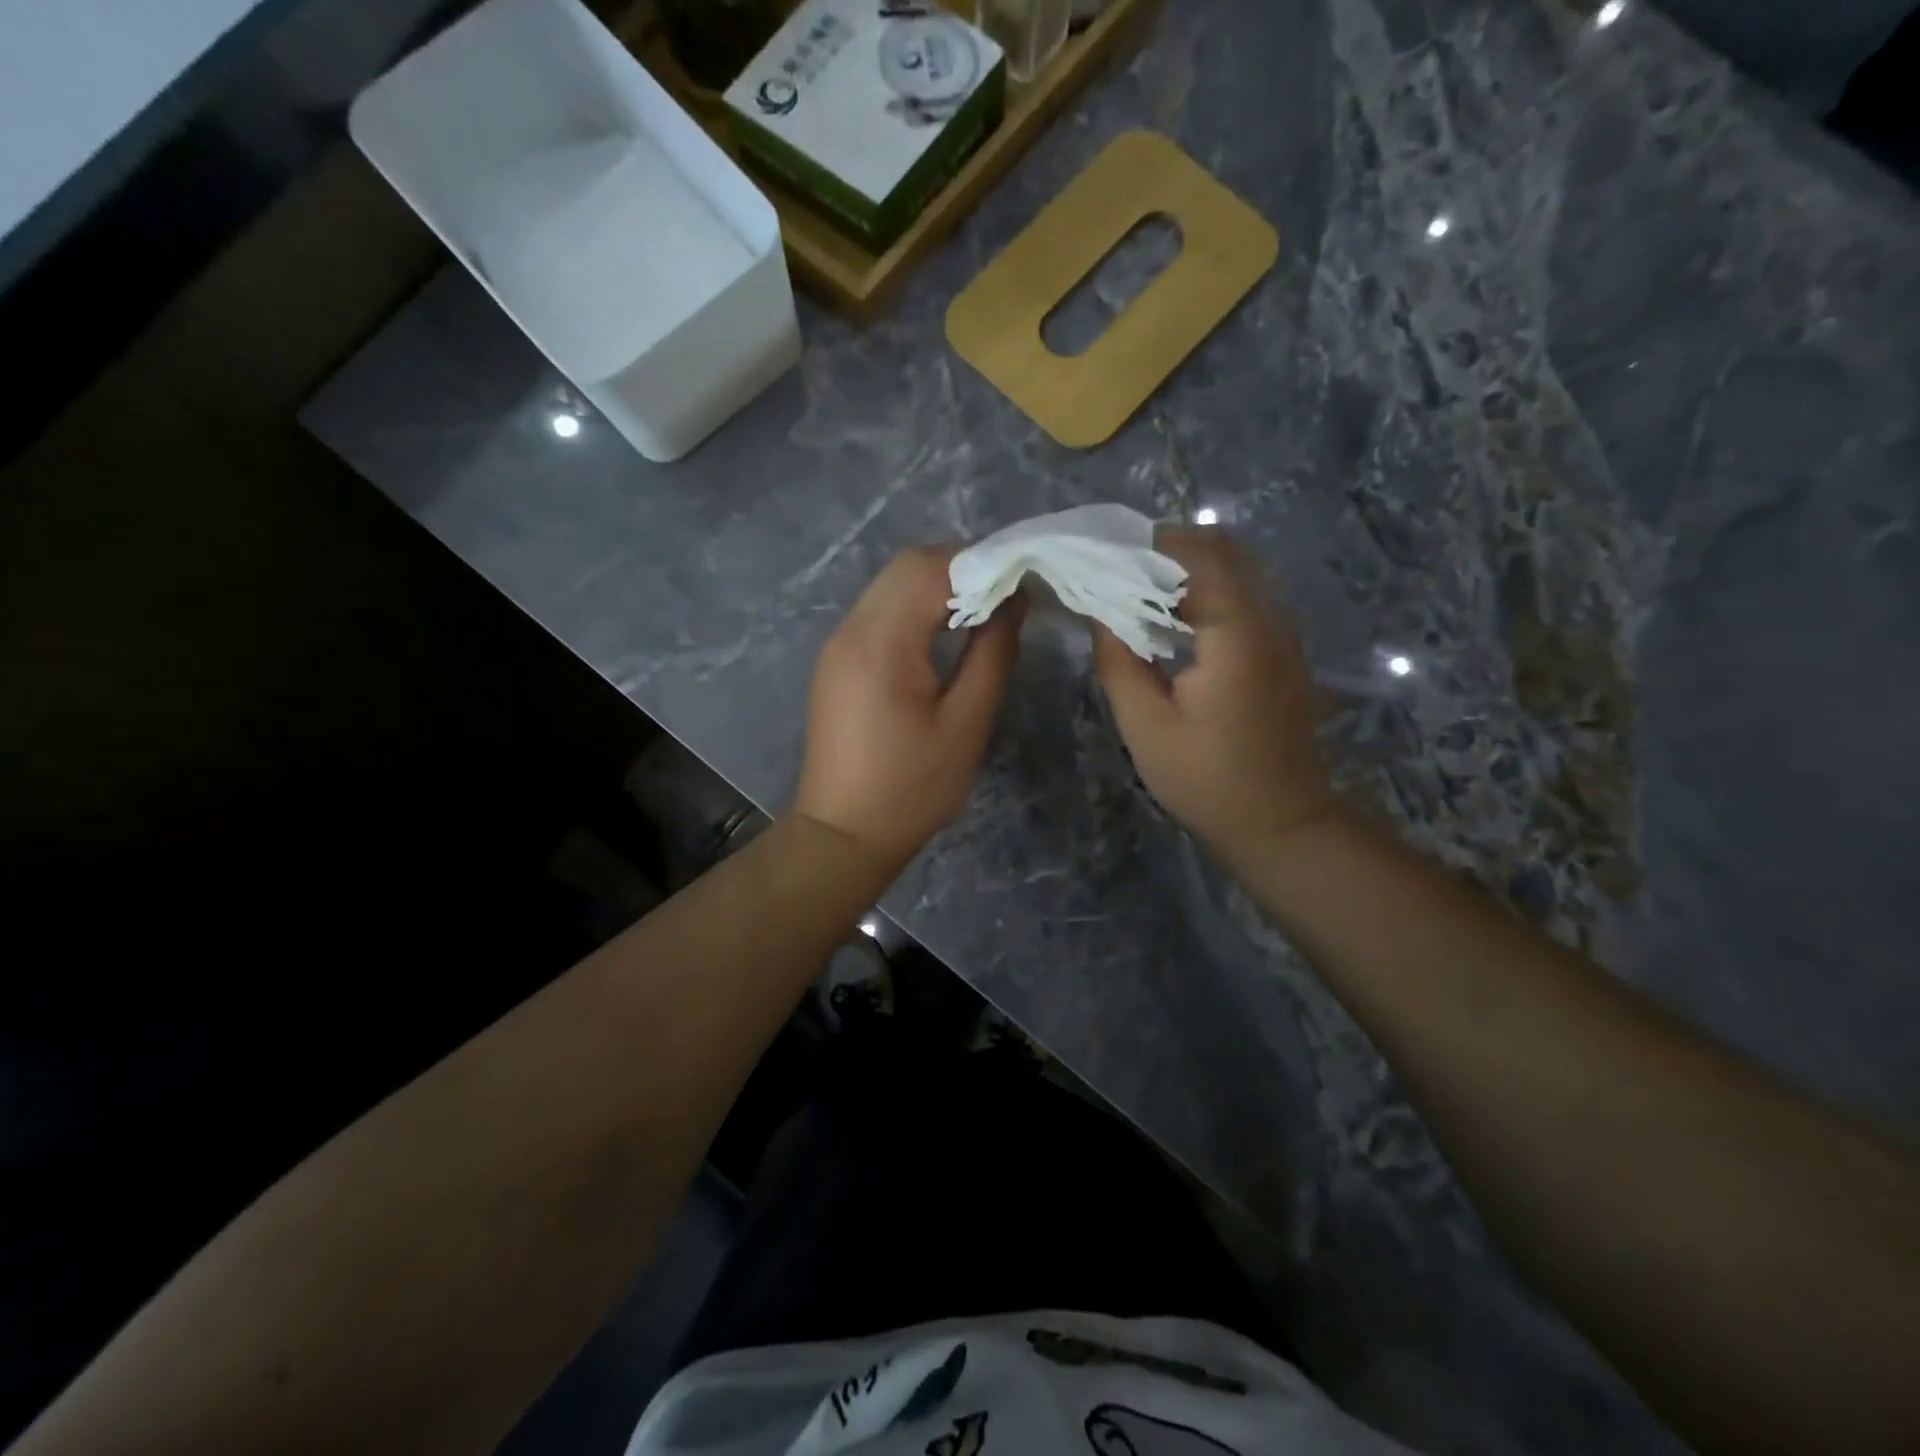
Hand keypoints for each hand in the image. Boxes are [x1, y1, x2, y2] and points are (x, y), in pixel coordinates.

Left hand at [794, 545, 1023, 875]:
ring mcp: (838, 643)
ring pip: (891, 583)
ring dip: (938, 584)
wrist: (843, 833)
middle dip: (961, 566)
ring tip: (984, 608)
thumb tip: (1014, 599)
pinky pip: (880, 610)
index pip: (931, 568)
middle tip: (1007, 592)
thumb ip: (993, 653)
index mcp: (881, 643)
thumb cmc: (912, 788)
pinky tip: (945, 630)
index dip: (982, 561)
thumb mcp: (966, 723)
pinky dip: (916, 605)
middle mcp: (851, 629)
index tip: (1024, 578)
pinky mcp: (838, 659)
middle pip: (907, 565)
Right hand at [1092, 527, 1336, 866]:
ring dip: (1187, 567)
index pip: (1197, 556)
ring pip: (1238, 568)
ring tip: (1136, 588)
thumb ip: (1118, 660)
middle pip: (1224, 550)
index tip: (1102, 555)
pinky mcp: (1283, 649)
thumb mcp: (1145, 726)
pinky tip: (1172, 618)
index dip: (1148, 546)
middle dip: (1167, 548)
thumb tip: (1097, 611)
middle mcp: (1270, 619)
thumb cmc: (1206, 780)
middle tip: (1116, 568)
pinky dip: (1207, 589)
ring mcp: (1283, 632)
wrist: (1279, 821)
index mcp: (1236, 634)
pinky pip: (1246, 594)